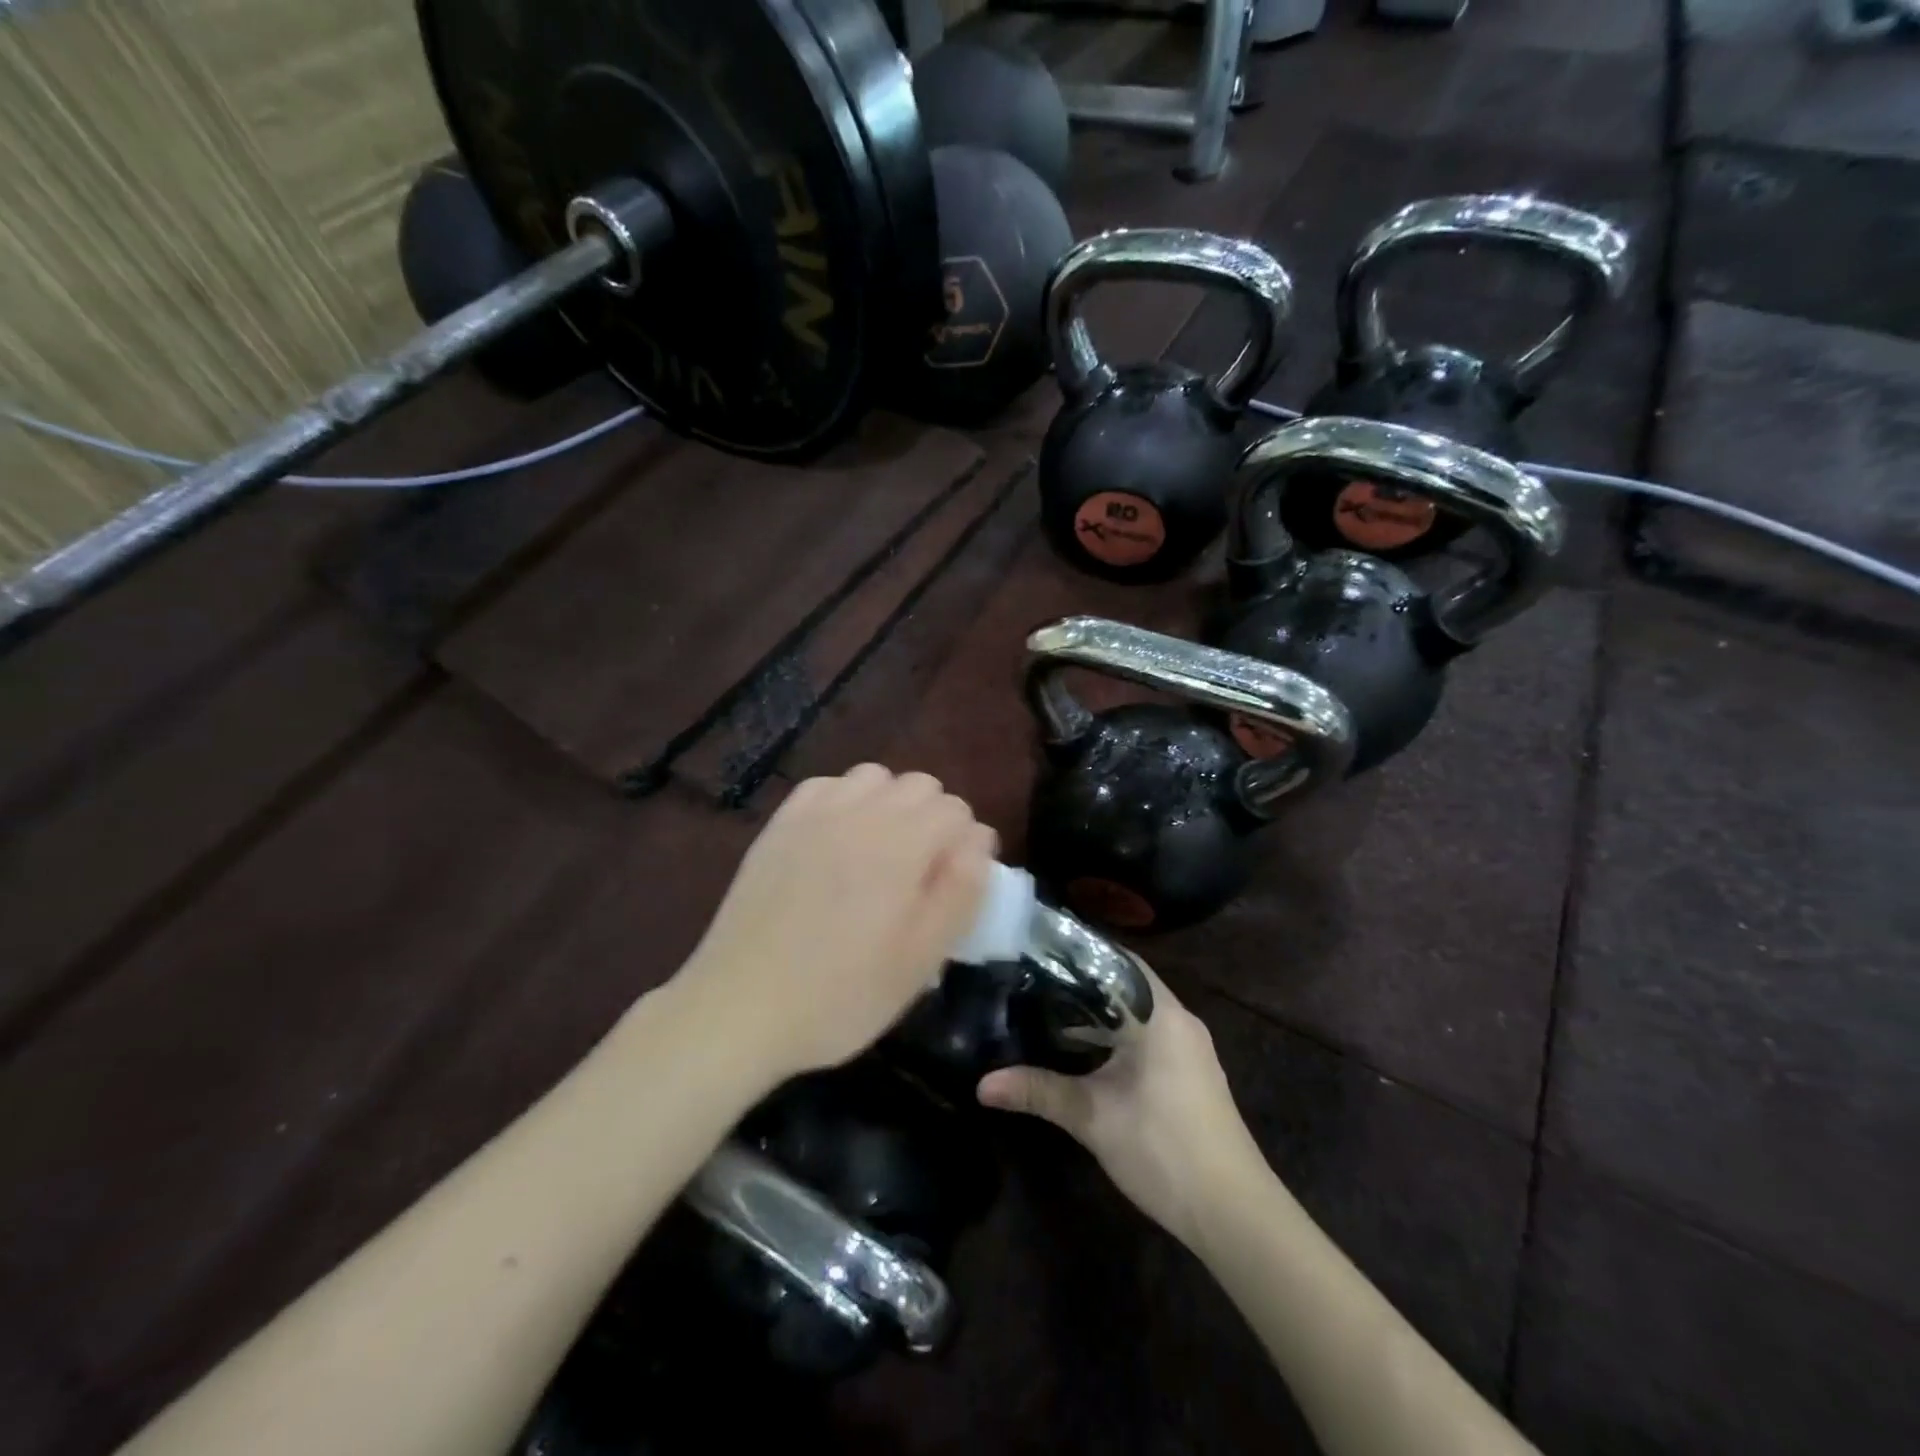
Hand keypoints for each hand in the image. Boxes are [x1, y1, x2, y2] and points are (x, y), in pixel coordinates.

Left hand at [677, 765, 995, 1081]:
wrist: (740, 1007)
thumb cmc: (841, 995)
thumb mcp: (920, 959)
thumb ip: (960, 891)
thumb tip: (979, 840)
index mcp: (902, 845)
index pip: (957, 810)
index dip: (965, 846)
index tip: (951, 886)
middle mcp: (861, 814)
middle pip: (920, 784)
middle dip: (933, 820)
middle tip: (919, 874)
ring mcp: (815, 814)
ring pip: (874, 777)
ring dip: (890, 805)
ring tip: (879, 853)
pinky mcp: (780, 824)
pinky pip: (826, 786)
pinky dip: (844, 801)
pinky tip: (836, 841)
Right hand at [978, 961, 1268, 1248]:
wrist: (1234, 1212)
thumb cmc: (1162, 1148)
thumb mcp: (1092, 1117)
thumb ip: (1038, 1092)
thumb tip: (981, 1085)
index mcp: (1159, 1013)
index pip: (1115, 959)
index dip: (1076, 952)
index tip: (1036, 950)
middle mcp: (1179, 1019)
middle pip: (1125, 984)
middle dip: (1081, 983)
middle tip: (1033, 980)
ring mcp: (1190, 1047)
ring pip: (1137, 1012)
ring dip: (1100, 1012)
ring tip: (1049, 1009)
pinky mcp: (1192, 1072)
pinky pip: (1150, 1034)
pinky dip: (1118, 1033)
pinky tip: (1087, 1050)